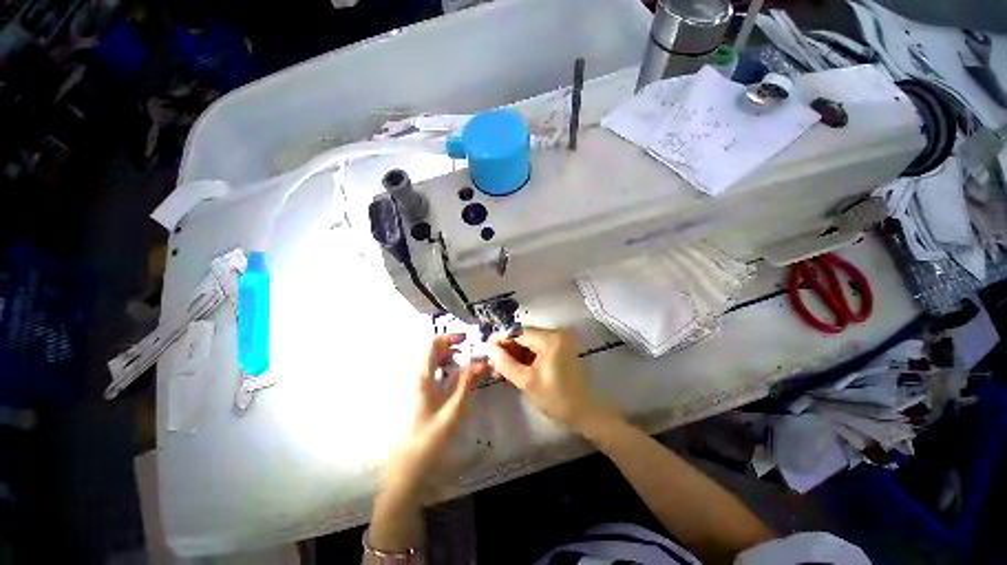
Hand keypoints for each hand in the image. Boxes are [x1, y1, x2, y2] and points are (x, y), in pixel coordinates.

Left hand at [384, 334, 485, 498]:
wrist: (406, 471)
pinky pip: (435, 375)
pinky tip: (460, 377)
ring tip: (471, 362)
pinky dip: (449, 370)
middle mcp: (418, 378)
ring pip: (435, 362)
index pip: (432, 344)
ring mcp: (418, 388)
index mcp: (422, 378)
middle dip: (454, 346)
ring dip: (453, 358)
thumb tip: (481, 362)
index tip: (467, 339)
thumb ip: (466, 385)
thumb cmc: (428, 442)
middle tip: (473, 351)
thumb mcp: (452, 412)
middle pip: (434, 351)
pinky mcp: (421, 397)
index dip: (450, 337)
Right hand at [488, 327, 607, 432]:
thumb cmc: (555, 398)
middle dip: (506, 349)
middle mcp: (554, 335)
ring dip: (513, 355)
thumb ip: (505, 363)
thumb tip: (489, 348)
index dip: (501, 339)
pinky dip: (523, 359)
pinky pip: (535, 350)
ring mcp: (557, 342)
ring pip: (527, 344)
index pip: (519, 332)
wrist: (582, 413)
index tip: (486, 349)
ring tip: (499, 370)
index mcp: (550, 339)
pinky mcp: (557, 350)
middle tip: (491, 363)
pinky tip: (512, 370)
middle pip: (523, 337)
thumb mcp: (526, 381)